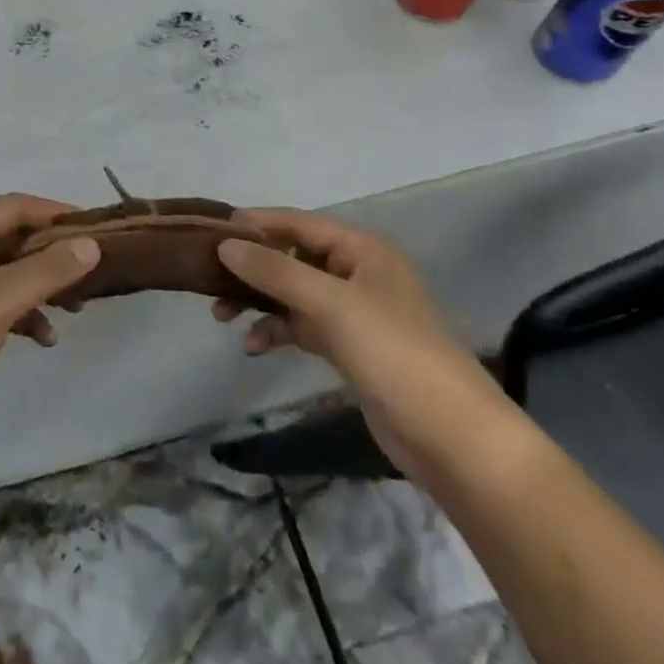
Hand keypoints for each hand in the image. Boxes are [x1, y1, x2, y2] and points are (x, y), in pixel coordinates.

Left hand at [0, 194, 99, 456]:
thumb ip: (46, 269)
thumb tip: (91, 243)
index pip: (14, 206)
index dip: (54, 212)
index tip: (93, 228)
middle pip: (11, 238)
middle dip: (51, 253)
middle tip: (90, 272)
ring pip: (6, 273)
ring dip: (40, 285)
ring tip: (75, 308)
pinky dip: (22, 314)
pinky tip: (44, 339)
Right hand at [213, 211, 509, 480]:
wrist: (454, 440)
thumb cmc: (394, 353)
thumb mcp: (330, 304)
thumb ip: (275, 271)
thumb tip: (224, 244)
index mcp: (362, 249)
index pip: (298, 223)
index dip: (257, 223)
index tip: (211, 230)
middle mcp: (357, 272)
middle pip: (293, 256)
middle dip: (253, 267)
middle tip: (210, 278)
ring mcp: (354, 312)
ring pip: (293, 293)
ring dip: (259, 300)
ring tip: (222, 315)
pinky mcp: (350, 348)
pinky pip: (302, 326)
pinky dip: (277, 331)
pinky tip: (253, 346)